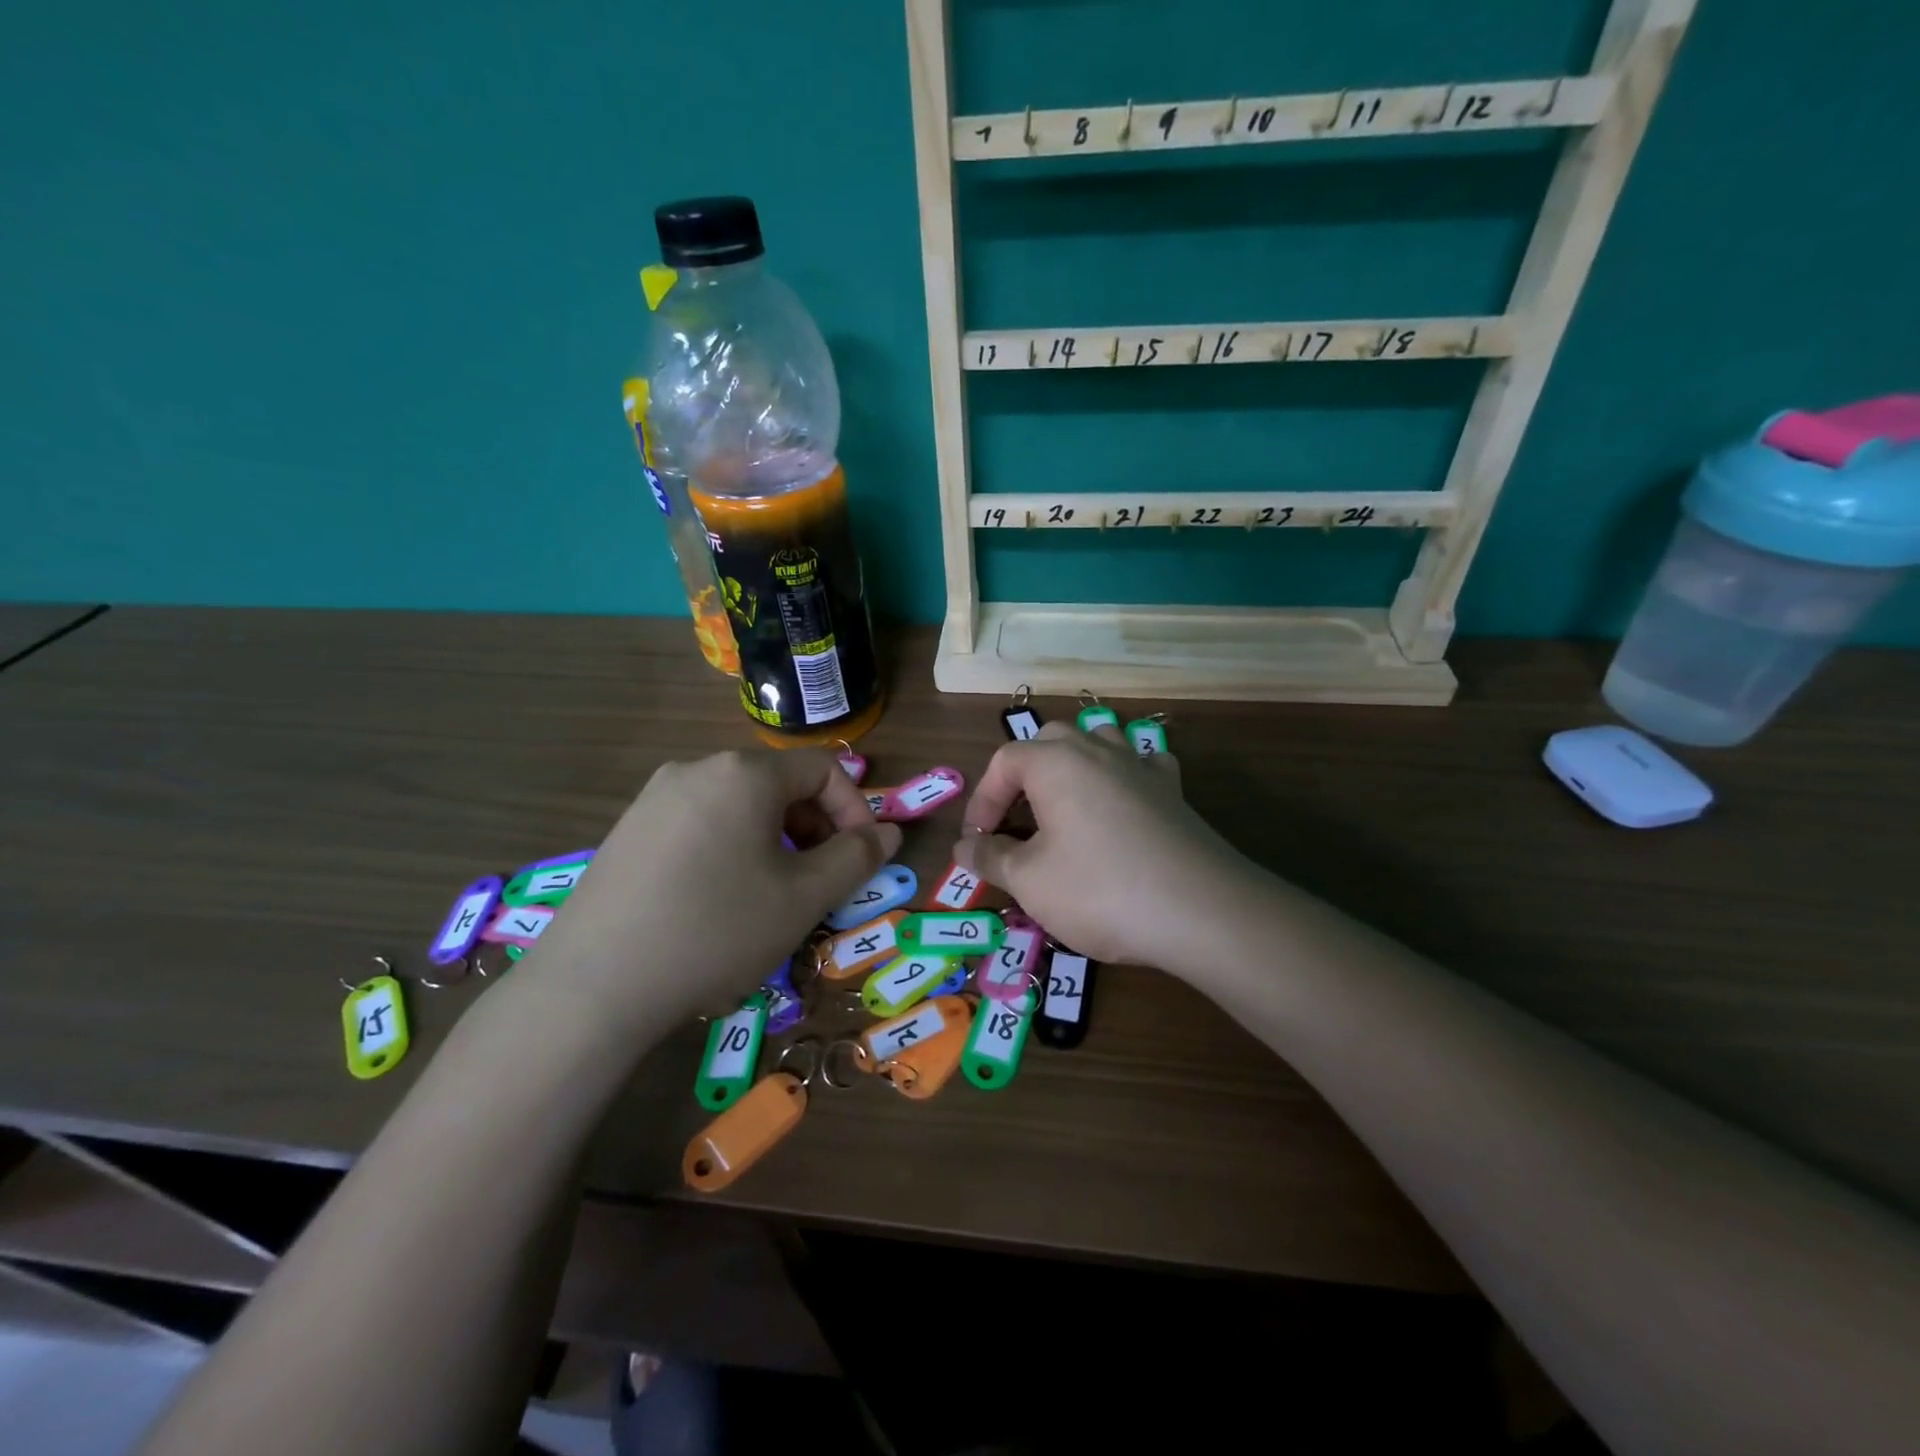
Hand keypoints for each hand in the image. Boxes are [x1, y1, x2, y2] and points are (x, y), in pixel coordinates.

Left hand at [524, 749, 901, 1034]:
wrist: (592, 987)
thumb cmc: (715, 931)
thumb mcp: (803, 898)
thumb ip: (856, 858)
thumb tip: (888, 832)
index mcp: (743, 773)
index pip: (822, 770)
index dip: (854, 810)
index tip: (861, 859)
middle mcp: (696, 769)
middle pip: (778, 785)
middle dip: (814, 828)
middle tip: (820, 881)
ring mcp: (654, 798)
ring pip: (739, 806)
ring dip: (774, 841)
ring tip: (773, 895)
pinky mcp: (627, 831)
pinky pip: (700, 824)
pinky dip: (730, 849)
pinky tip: (719, 900)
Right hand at [951, 722, 1264, 971]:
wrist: (1200, 911)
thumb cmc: (1099, 890)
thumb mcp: (1029, 881)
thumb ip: (990, 858)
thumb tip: (964, 847)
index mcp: (1055, 762)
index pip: (1003, 762)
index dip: (982, 800)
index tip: (978, 842)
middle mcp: (1098, 751)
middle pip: (1049, 742)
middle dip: (1024, 776)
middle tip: (1016, 821)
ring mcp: (1141, 767)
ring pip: (1098, 742)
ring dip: (1073, 766)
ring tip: (1063, 805)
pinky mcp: (1173, 792)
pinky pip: (1141, 765)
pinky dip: (1123, 776)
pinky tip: (1122, 802)